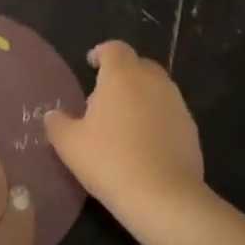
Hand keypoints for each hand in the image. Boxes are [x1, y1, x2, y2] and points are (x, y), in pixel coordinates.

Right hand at [44, 41, 205, 212]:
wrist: (162, 196)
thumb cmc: (108, 160)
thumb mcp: (69, 144)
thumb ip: (57, 123)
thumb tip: (52, 115)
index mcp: (122, 76)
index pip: (115, 49)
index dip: (102, 52)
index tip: (91, 64)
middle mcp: (153, 82)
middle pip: (139, 65)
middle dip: (123, 74)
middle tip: (104, 96)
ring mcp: (177, 105)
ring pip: (157, 89)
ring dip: (141, 97)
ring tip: (123, 121)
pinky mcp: (191, 129)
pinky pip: (169, 113)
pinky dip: (156, 119)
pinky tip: (144, 144)